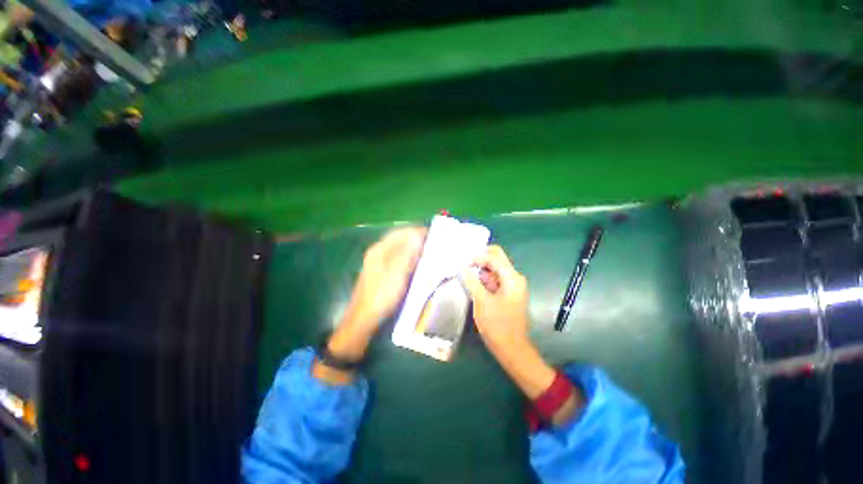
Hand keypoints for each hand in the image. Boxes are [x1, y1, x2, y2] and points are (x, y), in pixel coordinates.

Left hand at [344, 227, 427, 332]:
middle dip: (416, 239)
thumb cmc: (382, 295)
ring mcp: (378, 263)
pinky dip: (409, 258)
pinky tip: (416, 264)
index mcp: (380, 249)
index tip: (433, 234)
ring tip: (428, 252)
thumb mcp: (397, 273)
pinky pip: (398, 259)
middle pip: (400, 240)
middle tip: (433, 244)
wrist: (364, 318)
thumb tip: (417, 235)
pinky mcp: (382, 273)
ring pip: (399, 249)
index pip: (401, 233)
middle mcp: (378, 252)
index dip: (417, 231)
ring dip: (413, 249)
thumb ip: (407, 253)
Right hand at [461, 245, 530, 353]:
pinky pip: (495, 279)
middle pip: (497, 259)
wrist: (510, 347)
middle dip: (480, 259)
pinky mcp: (508, 292)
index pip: (494, 257)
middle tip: (465, 265)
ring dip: (481, 270)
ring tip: (466, 274)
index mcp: (512, 278)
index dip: (478, 258)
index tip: (463, 264)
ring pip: (495, 268)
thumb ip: (472, 281)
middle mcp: (515, 278)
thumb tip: (463, 268)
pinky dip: (484, 279)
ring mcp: (512, 285)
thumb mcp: (481, 301)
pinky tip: (474, 283)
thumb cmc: (496, 324)